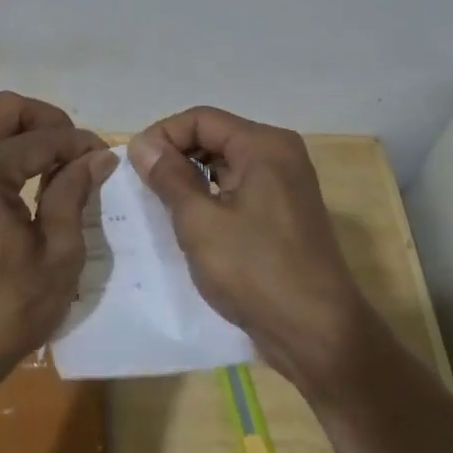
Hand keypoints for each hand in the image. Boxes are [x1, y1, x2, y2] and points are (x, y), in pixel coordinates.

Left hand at [0, 92, 117, 388]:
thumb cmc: (8, 309)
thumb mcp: (58, 254)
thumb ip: (74, 194)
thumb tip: (98, 157)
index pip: (41, 138)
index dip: (79, 143)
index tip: (104, 157)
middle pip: (2, 109)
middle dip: (43, 119)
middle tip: (72, 148)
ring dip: (10, 127)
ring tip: (41, 156)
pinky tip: (13, 179)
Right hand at [127, 107, 372, 390]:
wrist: (318, 334)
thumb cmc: (256, 271)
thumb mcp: (200, 221)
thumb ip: (169, 176)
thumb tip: (142, 144)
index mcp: (264, 145)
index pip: (201, 119)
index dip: (163, 136)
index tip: (134, 166)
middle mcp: (280, 154)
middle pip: (215, 136)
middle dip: (176, 156)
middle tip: (143, 187)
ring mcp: (286, 184)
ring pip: (226, 164)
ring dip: (192, 179)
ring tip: (162, 206)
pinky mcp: (285, 212)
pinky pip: (239, 188)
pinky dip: (212, 197)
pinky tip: (191, 224)